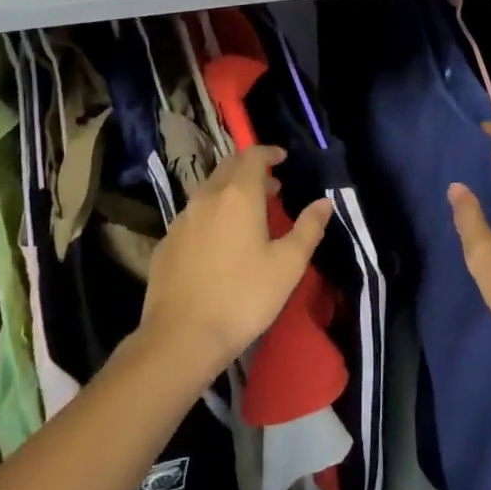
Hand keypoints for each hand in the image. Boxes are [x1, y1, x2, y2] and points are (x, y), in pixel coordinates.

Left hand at [139, 145, 331, 384]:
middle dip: (249, 169)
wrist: (181, 337)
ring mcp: (181, 220)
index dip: (268, 152)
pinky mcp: (165, 243)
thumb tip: (325, 202)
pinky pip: (193, 216)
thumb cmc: (243, 297)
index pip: (252, 156)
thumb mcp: (288, 265)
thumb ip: (308, 228)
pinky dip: (211, 215)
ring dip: (230, 191)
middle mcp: (206, 198)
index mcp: (238, 195)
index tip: (283, 158)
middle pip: (227, 168)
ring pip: (208, 191)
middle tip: (271, 185)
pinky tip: (219, 241)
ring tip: (248, 213)